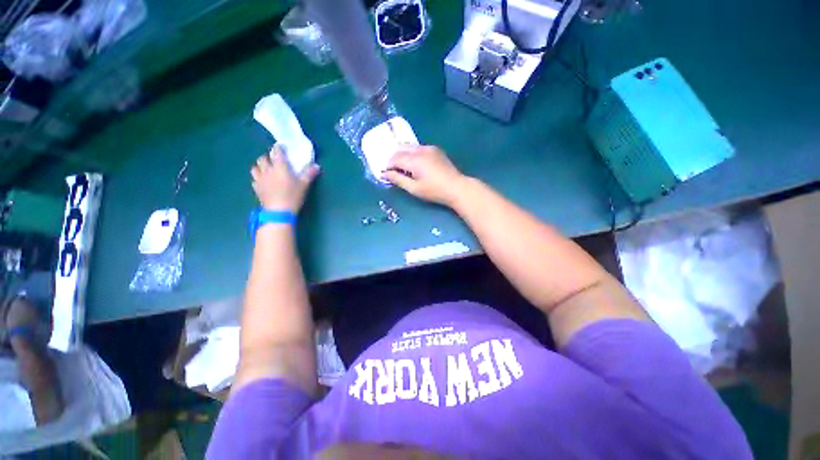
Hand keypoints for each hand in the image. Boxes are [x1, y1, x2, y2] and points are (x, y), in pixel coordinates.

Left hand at [251, 144, 319, 212]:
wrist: (279, 211)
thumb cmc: (292, 196)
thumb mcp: (304, 185)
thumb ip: (309, 174)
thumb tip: (316, 165)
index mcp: (279, 167)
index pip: (276, 152)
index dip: (278, 148)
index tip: (282, 147)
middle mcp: (267, 170)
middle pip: (263, 158)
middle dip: (268, 157)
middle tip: (275, 161)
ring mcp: (260, 179)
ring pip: (255, 167)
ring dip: (260, 166)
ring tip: (267, 170)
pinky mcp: (256, 188)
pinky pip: (255, 179)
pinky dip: (258, 178)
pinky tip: (264, 182)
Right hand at [383, 145, 466, 206]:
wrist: (456, 187)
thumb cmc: (434, 191)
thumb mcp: (414, 188)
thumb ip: (398, 180)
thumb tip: (385, 174)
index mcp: (414, 160)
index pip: (394, 159)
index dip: (388, 166)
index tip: (386, 174)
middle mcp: (420, 150)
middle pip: (400, 149)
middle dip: (394, 159)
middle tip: (393, 171)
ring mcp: (429, 148)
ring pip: (409, 147)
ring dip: (402, 155)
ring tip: (403, 168)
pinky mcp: (435, 149)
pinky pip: (418, 148)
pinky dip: (412, 153)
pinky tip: (415, 164)